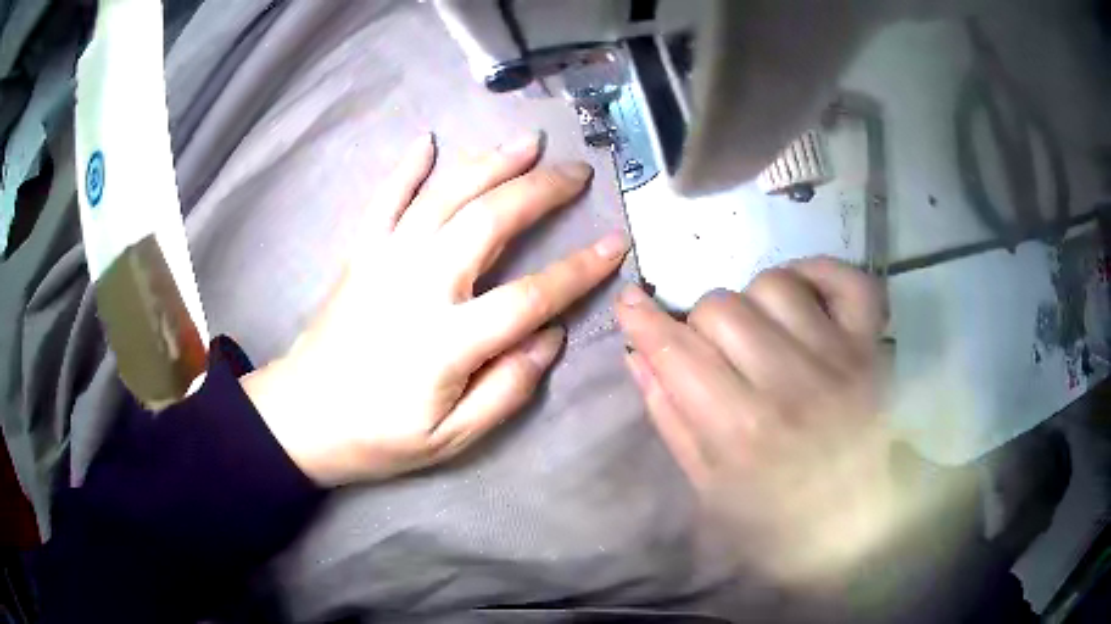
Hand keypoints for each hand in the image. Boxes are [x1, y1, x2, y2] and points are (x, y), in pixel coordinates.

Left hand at [244, 132, 628, 485]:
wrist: (303, 416)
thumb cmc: (379, 435)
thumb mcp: (452, 438)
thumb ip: (507, 389)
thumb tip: (551, 338)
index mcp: (448, 340)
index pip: (530, 295)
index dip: (579, 269)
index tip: (614, 243)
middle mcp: (419, 285)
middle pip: (490, 220)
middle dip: (541, 190)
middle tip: (575, 172)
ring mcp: (385, 260)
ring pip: (444, 195)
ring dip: (488, 163)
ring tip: (525, 143)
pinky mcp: (360, 253)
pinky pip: (385, 199)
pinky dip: (407, 167)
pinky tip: (427, 140)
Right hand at [616, 258, 891, 585]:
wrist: (857, 526)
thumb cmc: (776, 522)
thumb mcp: (709, 489)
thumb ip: (670, 419)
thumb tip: (637, 355)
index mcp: (741, 431)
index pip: (676, 352)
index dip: (642, 321)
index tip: (629, 303)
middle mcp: (790, 383)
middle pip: (719, 308)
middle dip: (701, 326)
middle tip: (715, 355)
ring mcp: (837, 357)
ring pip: (773, 285)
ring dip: (753, 303)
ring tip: (759, 333)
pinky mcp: (869, 346)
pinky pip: (844, 279)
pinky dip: (816, 273)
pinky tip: (800, 294)